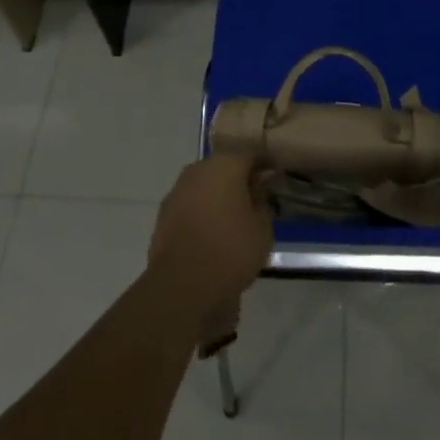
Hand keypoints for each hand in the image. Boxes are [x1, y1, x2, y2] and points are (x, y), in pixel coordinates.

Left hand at [147, 152, 272, 314]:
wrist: (181, 286)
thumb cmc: (230, 251)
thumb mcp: (262, 228)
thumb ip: (262, 200)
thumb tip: (259, 185)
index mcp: (225, 165)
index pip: (251, 153)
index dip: (265, 164)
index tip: (275, 176)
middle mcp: (199, 169)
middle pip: (225, 166)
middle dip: (239, 178)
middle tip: (255, 198)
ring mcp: (178, 190)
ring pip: (205, 184)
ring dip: (218, 194)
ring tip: (233, 218)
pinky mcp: (164, 213)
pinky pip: (191, 203)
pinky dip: (202, 211)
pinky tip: (211, 231)